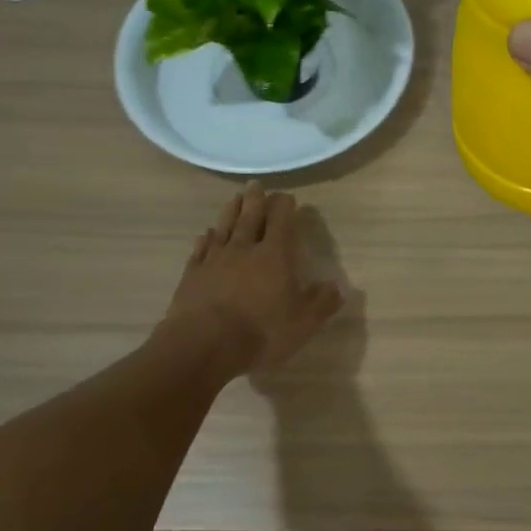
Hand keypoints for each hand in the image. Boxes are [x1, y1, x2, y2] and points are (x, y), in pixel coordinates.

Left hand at [165, 184, 342, 375]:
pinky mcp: (192, 275)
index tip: (287, 197)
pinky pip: (201, 250)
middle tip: (256, 184)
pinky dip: (205, 239)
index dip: (284, 207)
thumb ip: (322, 303)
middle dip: (256, 200)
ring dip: (231, 211)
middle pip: (250, 217)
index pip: (281, 222)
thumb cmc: (260, 332)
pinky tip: (206, 233)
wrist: (203, 345)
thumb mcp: (303, 323)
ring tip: (235, 198)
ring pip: (224, 228)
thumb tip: (337, 287)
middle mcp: (244, 250)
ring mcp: (214, 261)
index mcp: (274, 256)